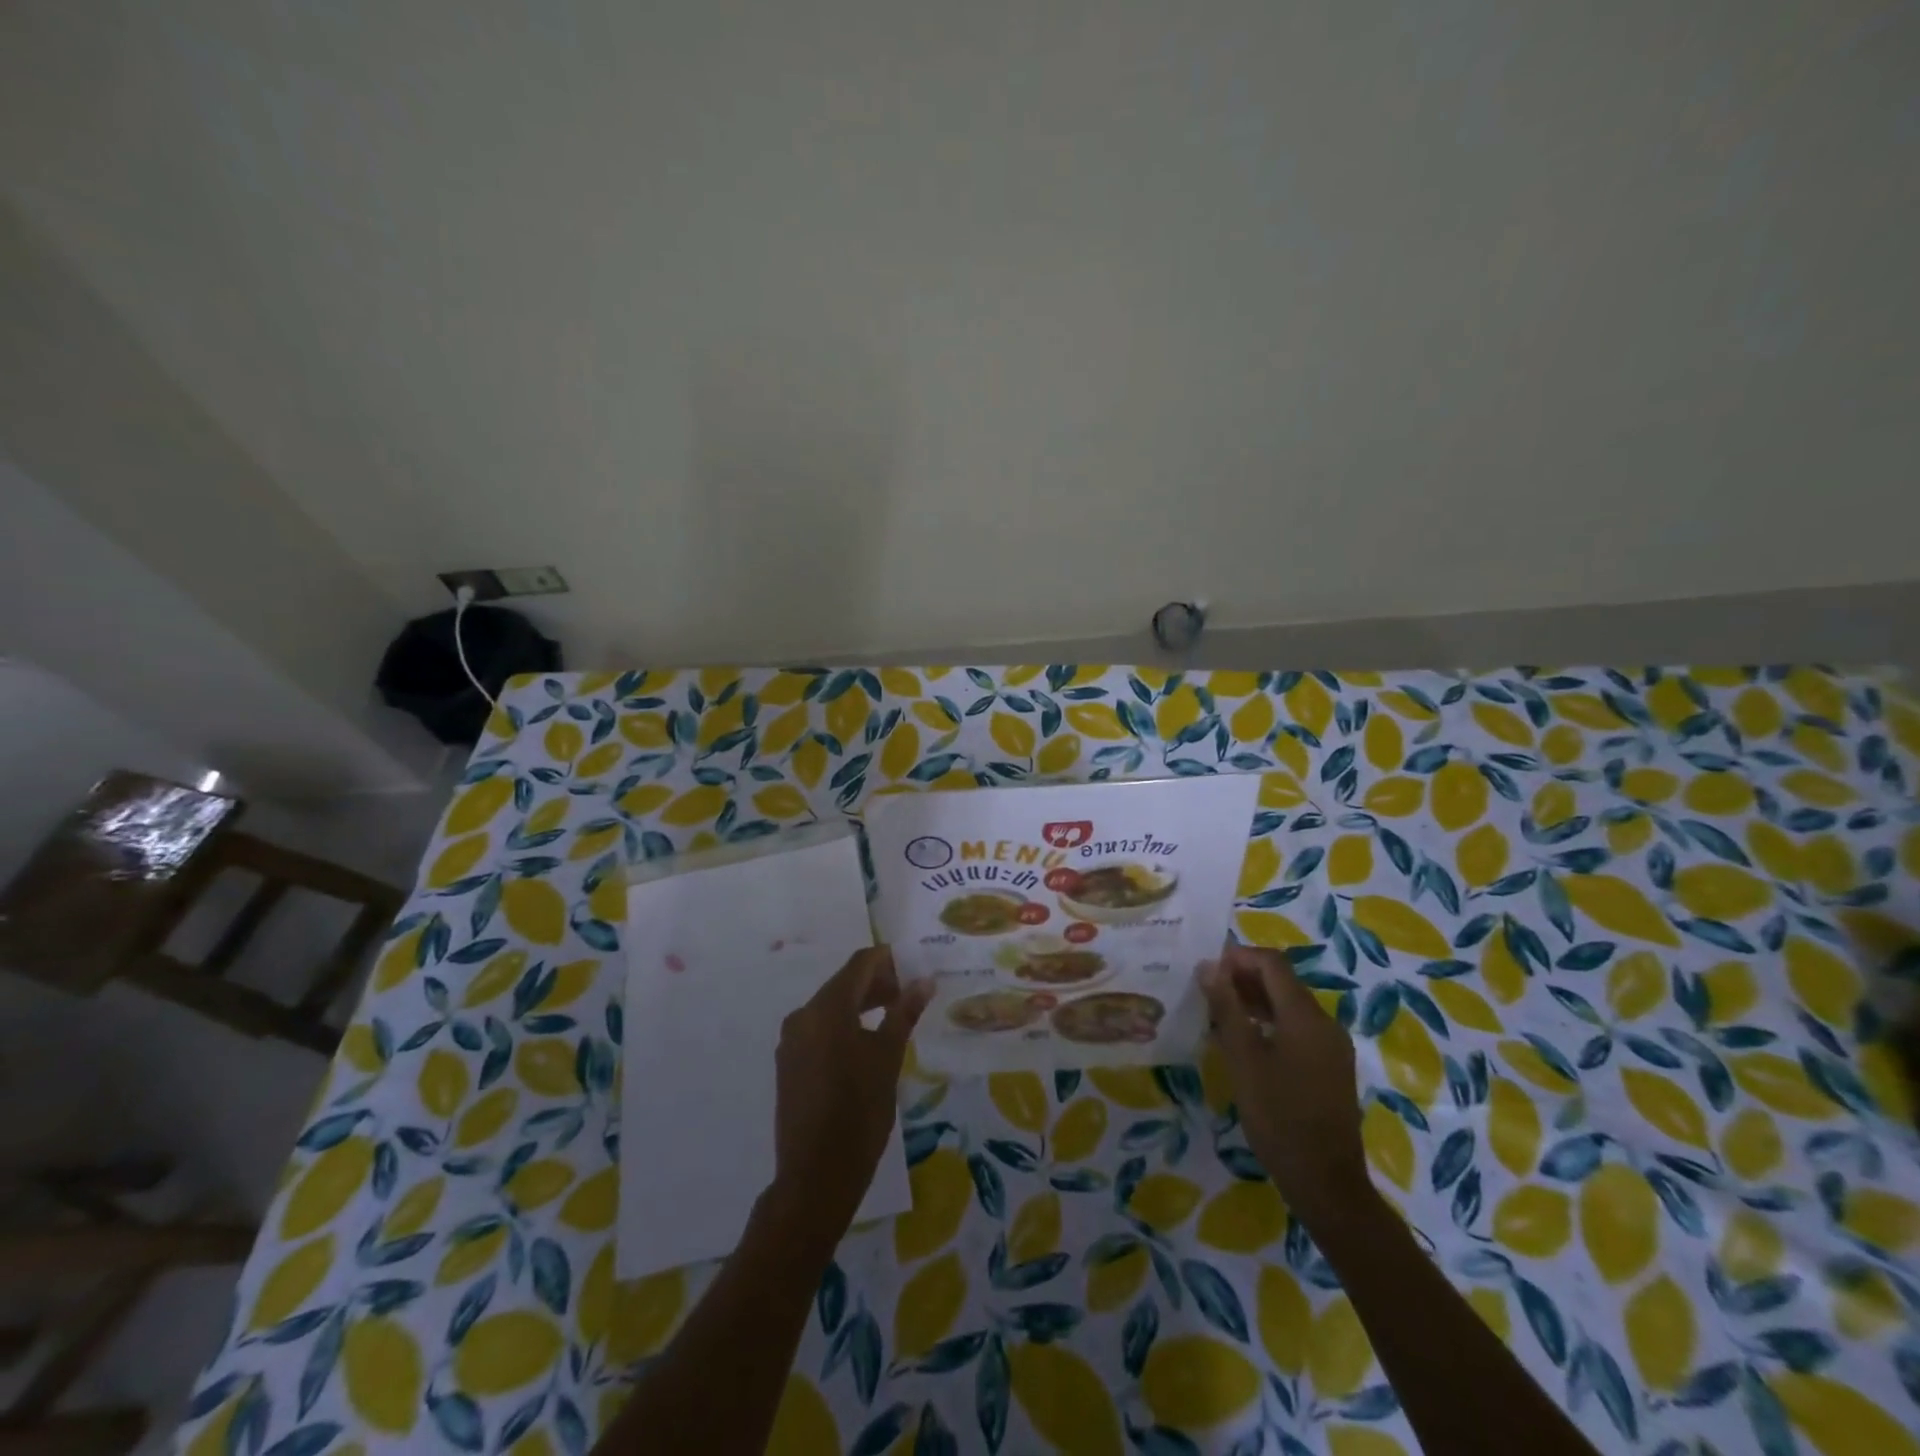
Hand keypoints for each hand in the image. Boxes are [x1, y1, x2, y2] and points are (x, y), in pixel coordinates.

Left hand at [769, 947, 933, 1241]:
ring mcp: (791, 1041)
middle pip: (844, 983)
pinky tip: (866, 1042)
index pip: (860, 964)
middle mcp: (803, 1015)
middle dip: (877, 982)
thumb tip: (924, 981)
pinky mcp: (789, 1063)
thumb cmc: (859, 1112)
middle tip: (910, 993)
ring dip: (862, 1004)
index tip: (915, 964)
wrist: (815, 1176)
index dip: (888, 959)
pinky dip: (844, 1025)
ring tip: (894, 1016)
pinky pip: (819, 1029)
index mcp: (827, 1008)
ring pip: (831, 1006)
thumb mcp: (888, 1058)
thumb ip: (904, 1013)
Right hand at [1199, 942, 1371, 1229]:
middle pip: (1283, 981)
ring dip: (1254, 1000)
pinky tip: (1244, 1041)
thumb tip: (1209, 968)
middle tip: (1206, 990)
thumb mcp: (1243, 1060)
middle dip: (1243, 977)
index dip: (1238, 957)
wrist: (1326, 1183)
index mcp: (1306, 1016)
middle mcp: (1325, 1023)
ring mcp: (1331, 1046)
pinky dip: (1269, 1022)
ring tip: (1218, 1013)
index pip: (1272, 964)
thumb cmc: (1279, 1118)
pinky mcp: (1330, 1067)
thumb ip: (1227, 1009)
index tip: (1205, 969)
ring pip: (1289, 1005)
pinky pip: (1297, 1028)